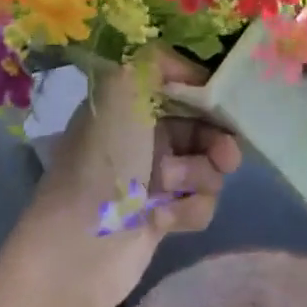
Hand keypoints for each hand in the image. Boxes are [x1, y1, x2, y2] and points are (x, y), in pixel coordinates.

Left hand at [15, 50, 239, 306]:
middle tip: (225, 156)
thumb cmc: (104, 160)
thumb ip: (157, 60)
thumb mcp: (121, 88)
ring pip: (208, 167)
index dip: (206, 94)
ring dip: (198, 177)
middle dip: (217, 141)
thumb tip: (191, 71)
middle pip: (203, 127)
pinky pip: (200, 203)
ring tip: (171, 189)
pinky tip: (164, 220)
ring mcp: (154, 177)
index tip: (224, 104)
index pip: (181, 85)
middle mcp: (142, 135)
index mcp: (129, 102)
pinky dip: (189, 210)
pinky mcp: (163, 215)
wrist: (80, 245)